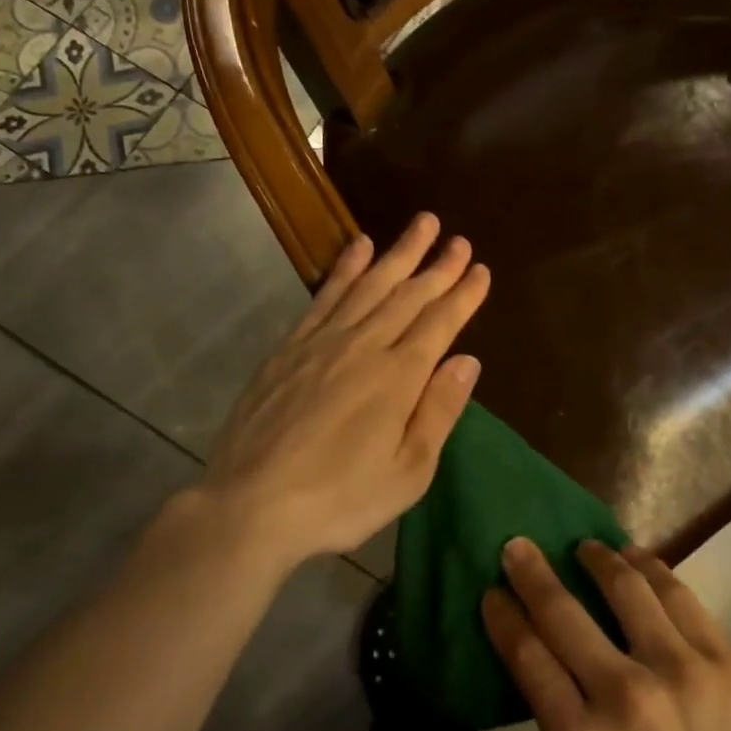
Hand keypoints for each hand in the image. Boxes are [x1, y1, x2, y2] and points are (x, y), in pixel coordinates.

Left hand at [185, 212, 489, 570]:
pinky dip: (345, 268)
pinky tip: (359, 248)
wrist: (250, 506)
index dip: (463, 294)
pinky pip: (325, 296)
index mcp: (398, 377)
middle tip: (459, 238)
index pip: (440, 323)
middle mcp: (364, 346)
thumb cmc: (339, 499)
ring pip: (369, 285)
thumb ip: (439, 411)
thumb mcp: (408, 472)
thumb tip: (467, 359)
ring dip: (398, 252)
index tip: (480, 268)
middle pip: (409, 295)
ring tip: (421, 224)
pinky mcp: (289, 348)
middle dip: (438, 266)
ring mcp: (322, 342)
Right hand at [483, 540, 730, 730]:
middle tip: (518, 546)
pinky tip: (641, 561)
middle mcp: (624, 696)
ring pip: (626, 589)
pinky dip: (654, 571)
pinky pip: (681, 599)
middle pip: (564, 614)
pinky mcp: (727, 662)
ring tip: (588, 546)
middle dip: (532, 574)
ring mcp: (680, 671)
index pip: (528, 659)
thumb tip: (562, 683)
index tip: (492, 592)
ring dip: (599, 560)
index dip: (504, 618)